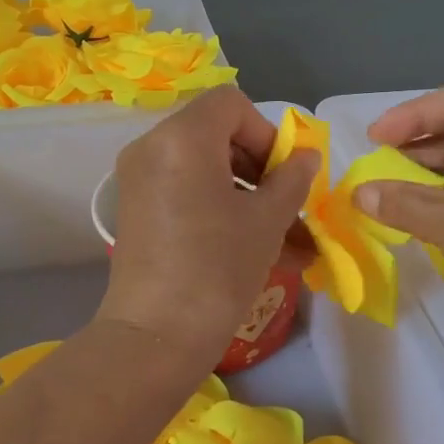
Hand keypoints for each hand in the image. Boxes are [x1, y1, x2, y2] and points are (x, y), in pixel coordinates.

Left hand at [99, 88, 319, 370]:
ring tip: (286, 238)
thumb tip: (306, 156)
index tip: (284, 174)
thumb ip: (292, 178)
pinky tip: (256, 246)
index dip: (266, 132)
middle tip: (287, 204)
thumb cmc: (217, 269)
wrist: (154, 339)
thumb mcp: (266, 220)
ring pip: (204, 167)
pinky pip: (186, 190)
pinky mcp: (136, 208)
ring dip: (247, 193)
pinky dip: (219, 206)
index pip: (231, 104)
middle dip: (260, 165)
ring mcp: (139, 178)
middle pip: (216, 132)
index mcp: (181, 137)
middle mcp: (151, 146)